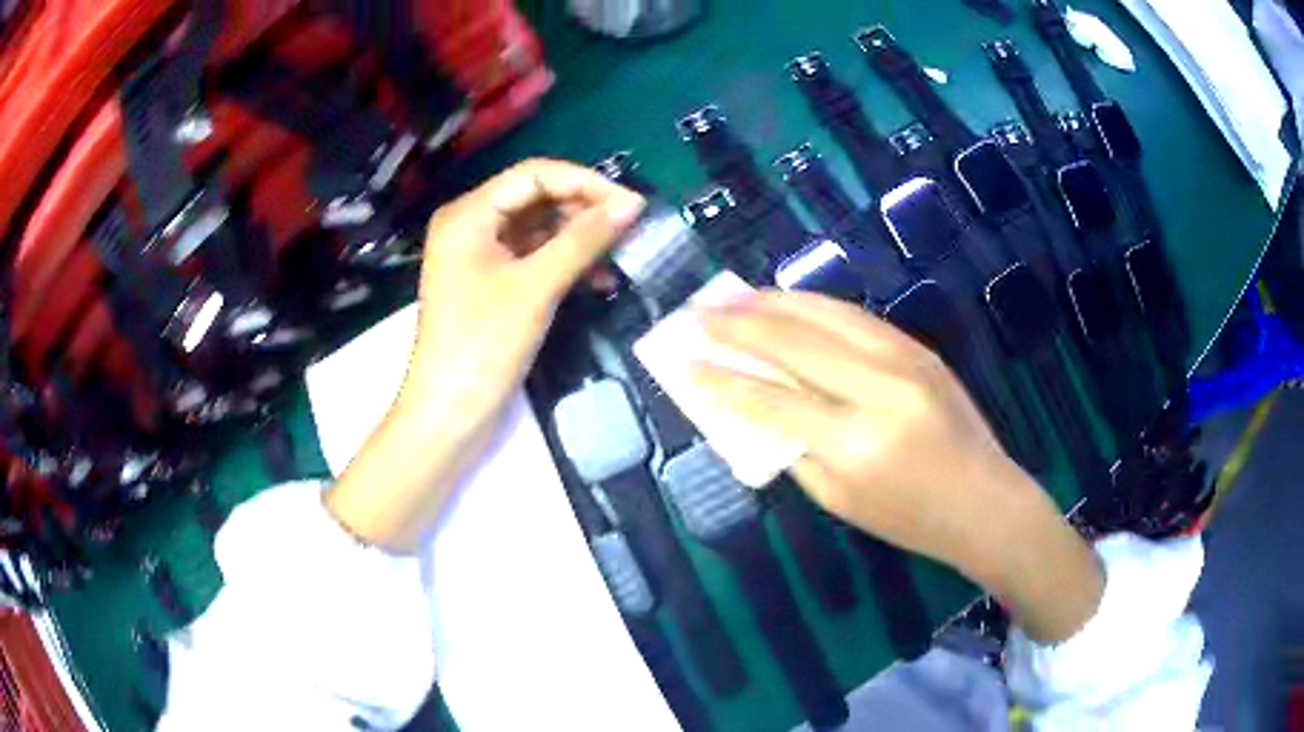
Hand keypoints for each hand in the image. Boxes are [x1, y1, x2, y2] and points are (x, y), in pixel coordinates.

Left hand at [326, 159, 644, 552]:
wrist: (449, 415)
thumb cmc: (482, 346)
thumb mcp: (536, 287)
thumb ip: (583, 240)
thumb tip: (631, 205)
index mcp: (469, 214)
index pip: (534, 175)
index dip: (585, 183)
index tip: (632, 204)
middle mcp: (472, 225)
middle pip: (537, 198)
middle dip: (584, 210)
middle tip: (631, 228)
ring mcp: (481, 256)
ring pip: (539, 229)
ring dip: (580, 238)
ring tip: (621, 254)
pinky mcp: (492, 284)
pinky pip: (534, 258)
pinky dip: (565, 263)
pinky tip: (599, 279)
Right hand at [693, 291, 1101, 642]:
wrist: (985, 501)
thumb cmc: (909, 519)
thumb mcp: (839, 499)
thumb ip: (792, 449)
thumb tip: (751, 405)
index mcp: (855, 443)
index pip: (770, 400)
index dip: (720, 379)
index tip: (681, 362)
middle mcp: (879, 389)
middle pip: (794, 342)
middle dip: (737, 324)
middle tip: (696, 312)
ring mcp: (904, 359)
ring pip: (825, 314)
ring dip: (772, 301)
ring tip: (733, 296)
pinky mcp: (918, 347)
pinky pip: (854, 317)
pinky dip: (812, 304)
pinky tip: (786, 300)